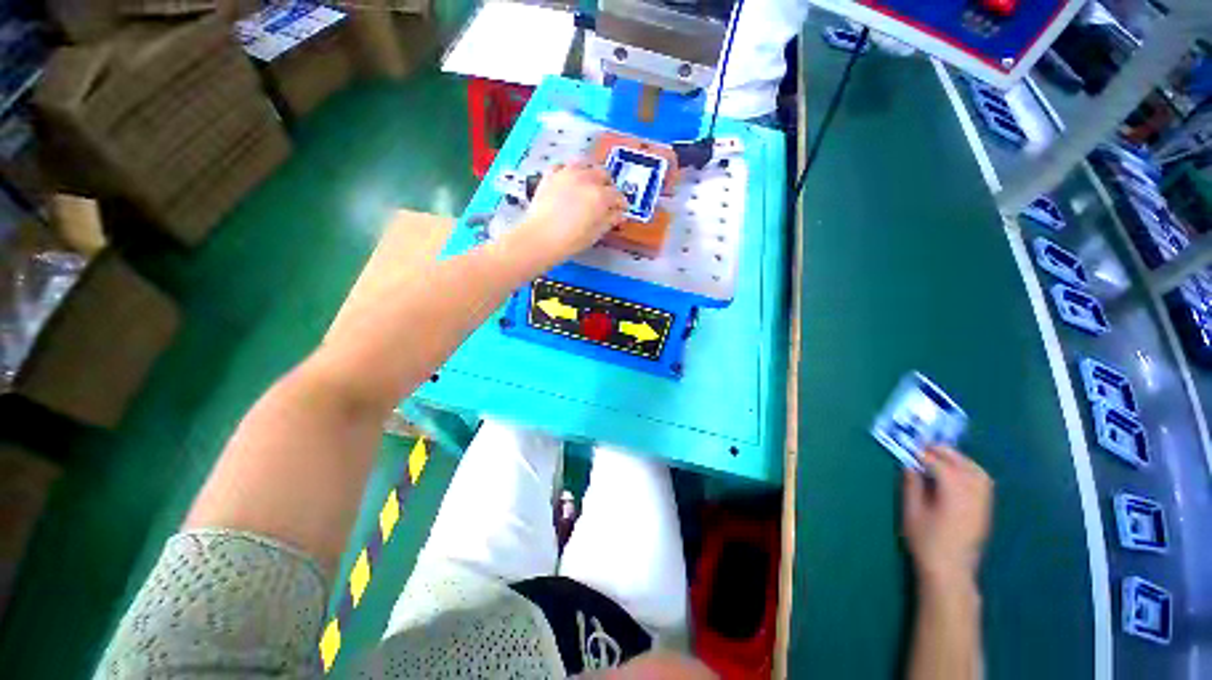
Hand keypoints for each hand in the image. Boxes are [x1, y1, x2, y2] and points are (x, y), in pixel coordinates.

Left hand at [510, 163, 626, 267]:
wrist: (541, 237)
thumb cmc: (570, 240)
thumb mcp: (595, 233)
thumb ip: (609, 220)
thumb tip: (617, 214)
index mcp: (600, 195)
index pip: (617, 195)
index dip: (621, 203)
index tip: (620, 209)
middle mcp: (585, 179)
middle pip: (602, 174)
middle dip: (607, 185)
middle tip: (606, 196)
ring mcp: (566, 174)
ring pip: (584, 163)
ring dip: (590, 171)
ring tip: (589, 182)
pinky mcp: (550, 175)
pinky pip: (562, 166)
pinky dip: (568, 170)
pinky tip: (568, 179)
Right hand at [903, 446, 992, 586]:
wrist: (950, 571)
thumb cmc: (926, 542)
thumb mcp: (912, 512)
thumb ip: (912, 486)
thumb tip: (910, 466)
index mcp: (954, 495)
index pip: (941, 466)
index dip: (924, 454)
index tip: (909, 448)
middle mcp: (973, 496)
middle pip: (963, 465)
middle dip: (944, 453)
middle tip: (924, 446)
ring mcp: (983, 503)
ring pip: (977, 472)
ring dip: (959, 460)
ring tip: (941, 457)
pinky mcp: (985, 510)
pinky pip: (982, 482)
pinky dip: (969, 471)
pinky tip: (956, 474)